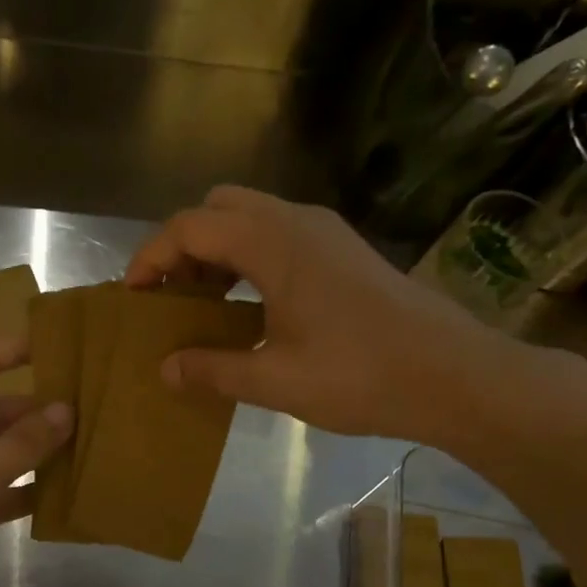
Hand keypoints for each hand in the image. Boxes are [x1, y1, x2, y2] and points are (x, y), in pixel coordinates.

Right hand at [125, 186, 544, 451]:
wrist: (454, 376)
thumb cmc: (360, 375)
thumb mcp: (275, 380)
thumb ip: (212, 370)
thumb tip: (165, 369)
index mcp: (273, 243)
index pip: (190, 227)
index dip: (151, 257)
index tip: (132, 296)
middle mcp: (297, 222)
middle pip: (218, 207)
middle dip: (183, 245)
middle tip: (170, 295)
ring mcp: (326, 233)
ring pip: (251, 217)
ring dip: (217, 251)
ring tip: (203, 304)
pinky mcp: (344, 251)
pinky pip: (278, 235)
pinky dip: (248, 258)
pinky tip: (251, 307)